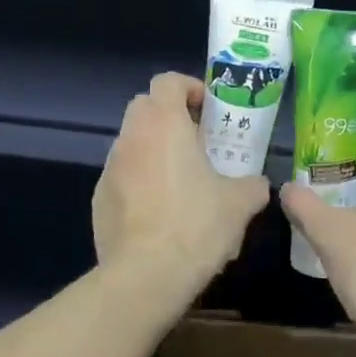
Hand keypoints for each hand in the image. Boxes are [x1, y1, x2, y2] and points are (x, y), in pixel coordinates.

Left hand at [94, 73, 269, 288]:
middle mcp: (132, 137)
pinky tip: (160, 212)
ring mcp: (110, 168)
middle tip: (196, 141)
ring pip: (132, 142)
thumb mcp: (240, 203)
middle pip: (145, 106)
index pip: (168, 80)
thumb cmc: (196, 226)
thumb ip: (252, 184)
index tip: (208, 110)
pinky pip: (122, 176)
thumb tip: (256, 184)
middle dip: (169, 116)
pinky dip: (139, 181)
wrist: (145, 276)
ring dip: (154, 150)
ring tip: (181, 181)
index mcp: (164, 124)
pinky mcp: (99, 199)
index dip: (190, 88)